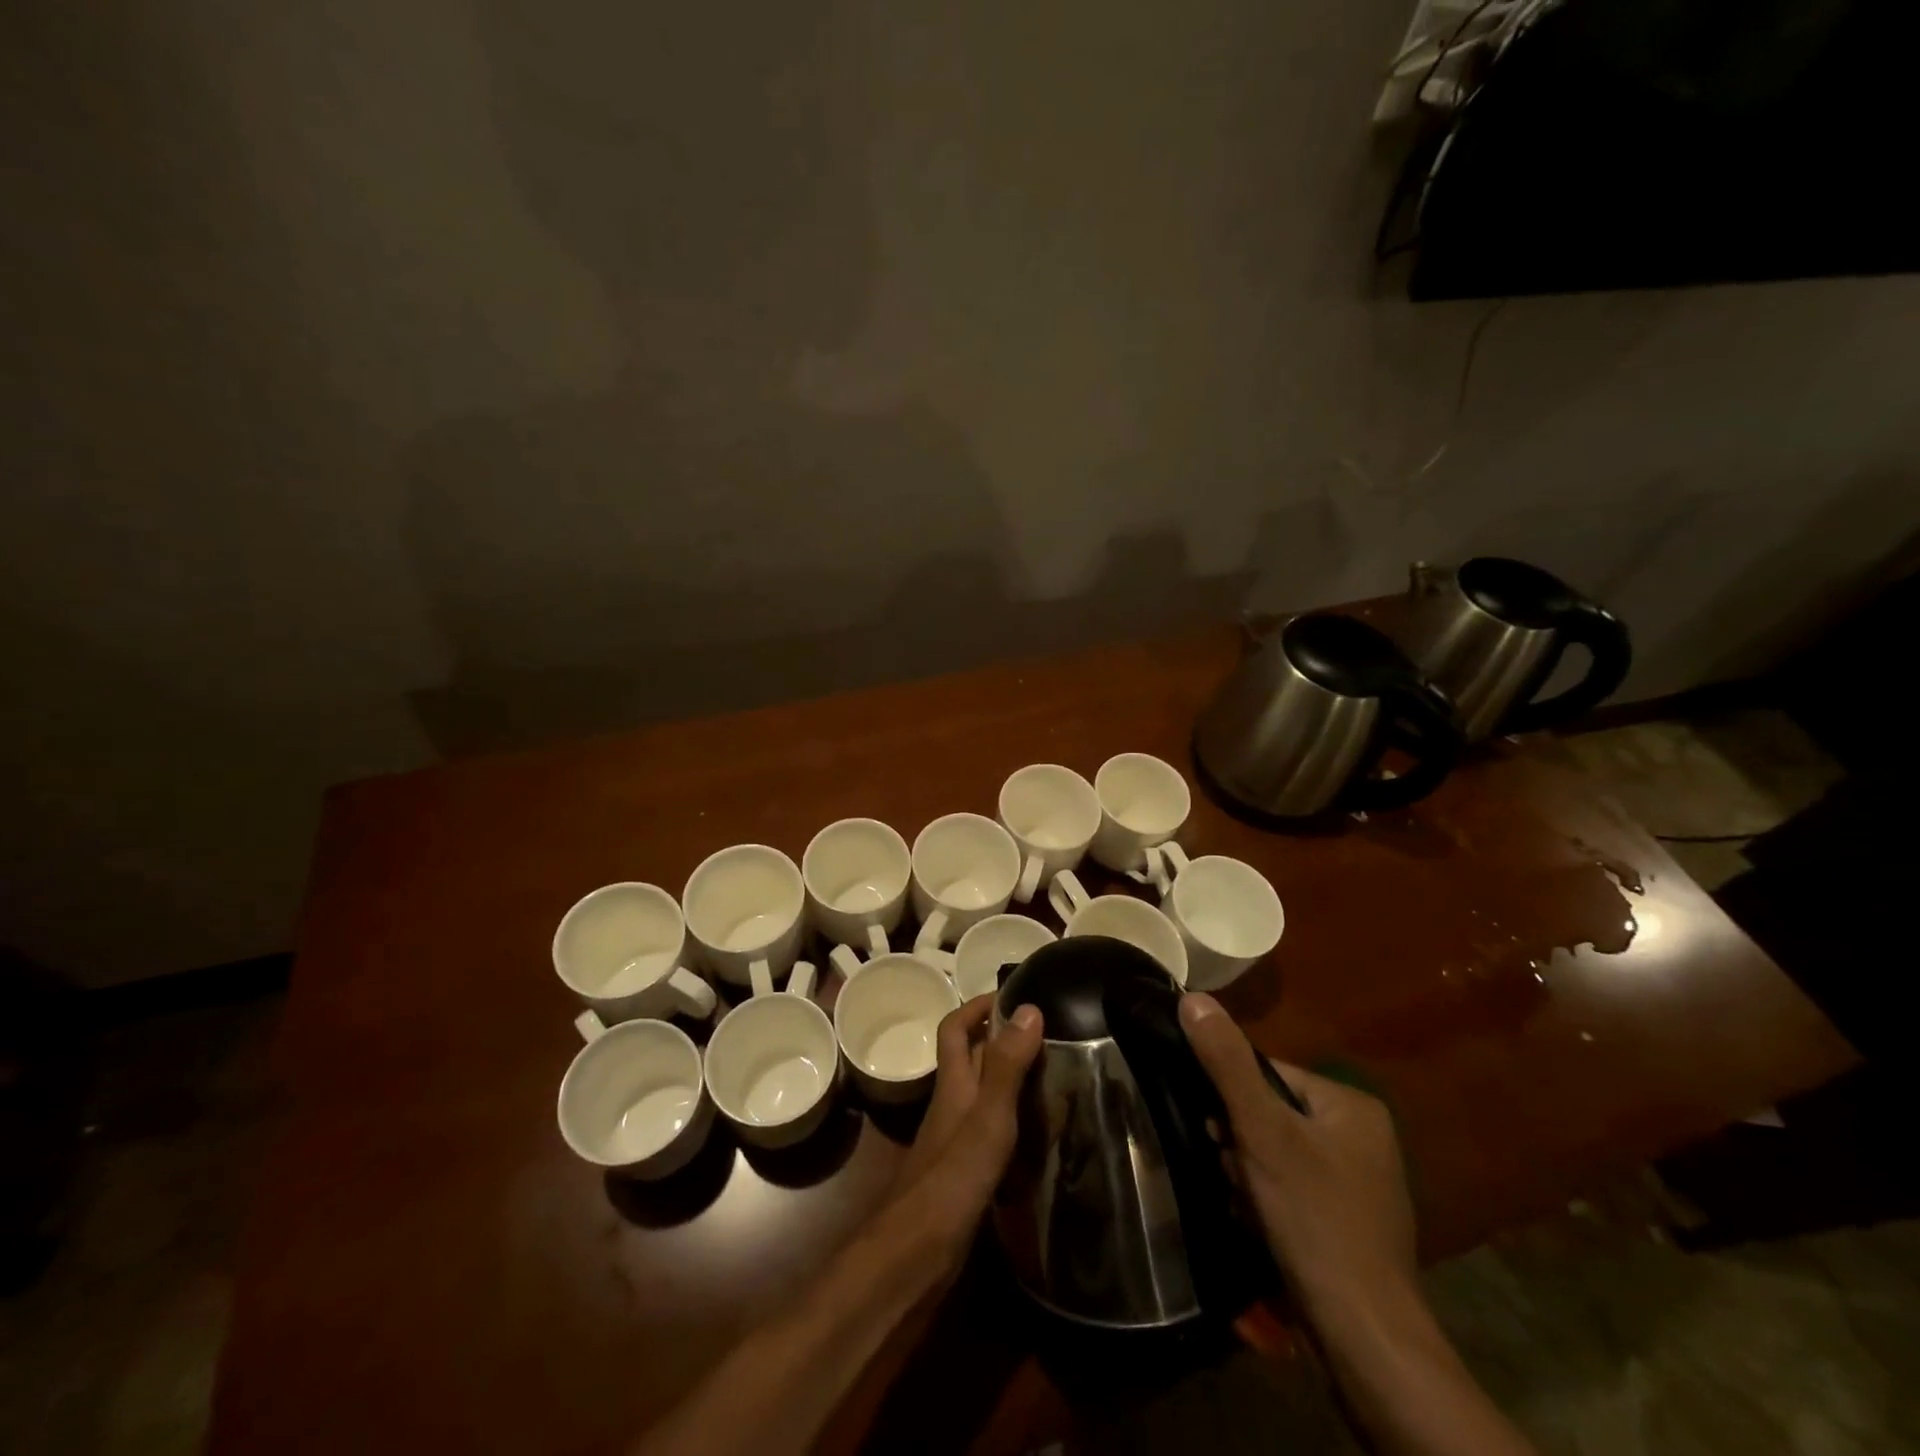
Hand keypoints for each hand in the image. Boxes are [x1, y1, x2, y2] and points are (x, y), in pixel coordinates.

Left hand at [891, 995, 1043, 1253]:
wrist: (914, 1259)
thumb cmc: (951, 1181)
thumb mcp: (987, 1118)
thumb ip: (1007, 1066)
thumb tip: (1029, 1007)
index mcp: (954, 1084)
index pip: (956, 1027)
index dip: (978, 1005)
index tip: (1015, 994)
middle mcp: (953, 1105)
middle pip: (973, 1059)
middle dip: (1004, 1040)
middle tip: (1052, 1034)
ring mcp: (958, 1141)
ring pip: (986, 1096)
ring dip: (1014, 1081)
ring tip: (1059, 1077)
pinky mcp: (967, 1174)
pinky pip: (995, 1133)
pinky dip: (1018, 1125)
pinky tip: (1045, 1136)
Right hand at [1179, 992, 1416, 1323]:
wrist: (1363, 1338)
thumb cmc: (1315, 1218)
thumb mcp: (1263, 1131)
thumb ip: (1227, 1063)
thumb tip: (1192, 996)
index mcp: (1352, 1106)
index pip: (1270, 1074)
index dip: (1234, 1100)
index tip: (1216, 1131)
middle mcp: (1362, 1138)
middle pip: (1271, 1115)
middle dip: (1240, 1142)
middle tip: (1232, 1170)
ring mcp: (1357, 1185)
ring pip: (1275, 1154)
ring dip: (1247, 1172)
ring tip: (1244, 1201)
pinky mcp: (1345, 1225)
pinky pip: (1290, 1189)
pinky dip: (1267, 1201)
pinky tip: (1257, 1223)